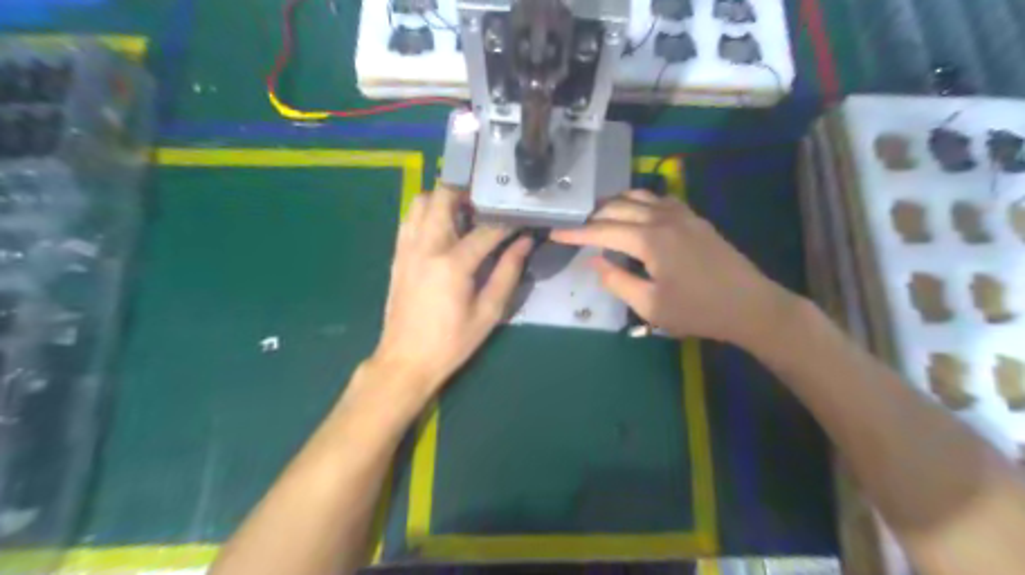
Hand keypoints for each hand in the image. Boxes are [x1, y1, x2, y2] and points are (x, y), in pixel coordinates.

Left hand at [370, 187, 533, 397]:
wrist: (406, 360)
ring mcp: (407, 248)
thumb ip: (508, 273)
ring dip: (445, 198)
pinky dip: (428, 212)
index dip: (507, 221)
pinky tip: (443, 227)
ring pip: (422, 201)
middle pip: (443, 196)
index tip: (521, 216)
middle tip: (488, 203)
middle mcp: (426, 246)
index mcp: (452, 264)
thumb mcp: (488, 312)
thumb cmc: (452, 342)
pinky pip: (410, 219)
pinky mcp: (397, 255)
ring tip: (466, 211)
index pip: (485, 229)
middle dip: (468, 192)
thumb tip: (525, 243)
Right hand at [554, 191, 800, 347]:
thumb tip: (595, 261)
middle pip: (618, 207)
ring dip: (615, 204)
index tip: (554, 233)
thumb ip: (617, 281)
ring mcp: (682, 214)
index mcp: (650, 239)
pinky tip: (636, 214)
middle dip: (592, 216)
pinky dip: (639, 202)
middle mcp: (663, 218)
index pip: (603, 230)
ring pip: (639, 196)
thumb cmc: (697, 311)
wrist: (750, 306)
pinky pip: (659, 199)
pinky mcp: (695, 218)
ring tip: (599, 217)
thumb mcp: (649, 306)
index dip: (576, 233)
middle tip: (574, 228)